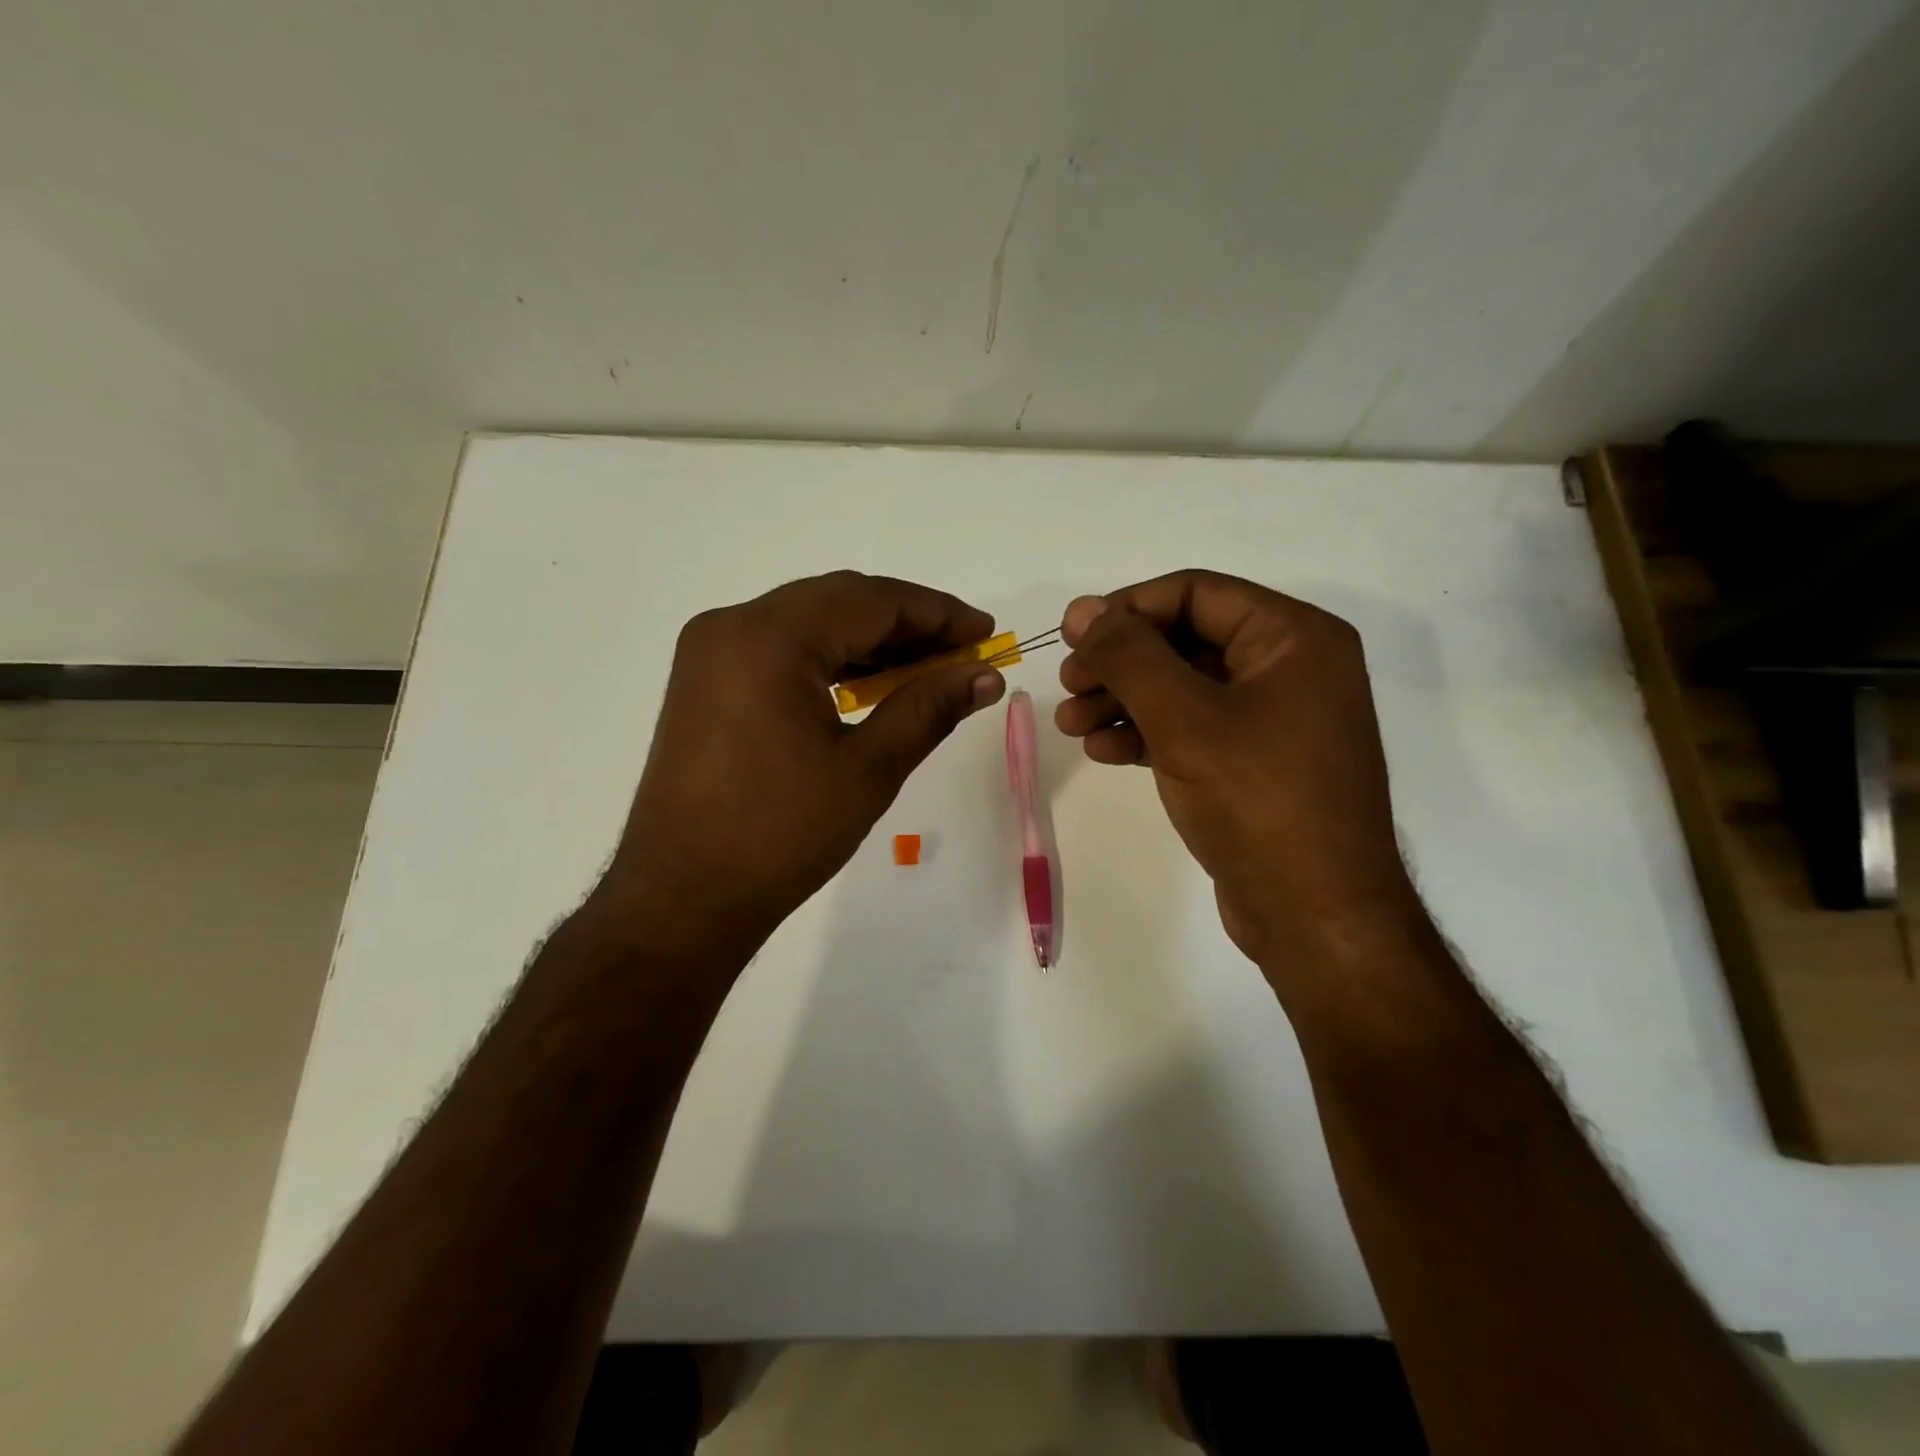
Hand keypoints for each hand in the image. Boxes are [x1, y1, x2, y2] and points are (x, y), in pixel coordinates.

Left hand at [599, 571, 1005, 966]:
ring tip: (927, 668)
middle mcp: (733, 625)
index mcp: (770, 638)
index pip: (871, 600)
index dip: (937, 612)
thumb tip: (986, 676)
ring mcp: (711, 651)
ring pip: (809, 621)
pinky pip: (781, 647)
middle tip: (963, 651)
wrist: (684, 896)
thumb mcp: (869, 768)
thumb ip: (929, 707)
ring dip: (870, 639)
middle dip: (907, 622)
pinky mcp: (705, 679)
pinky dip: (830, 657)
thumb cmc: (781, 834)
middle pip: (838, 600)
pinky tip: (869, 683)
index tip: (986, 632)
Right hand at [1054, 570, 1421, 979]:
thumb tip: (1083, 609)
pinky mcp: (1255, 762)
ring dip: (1123, 699)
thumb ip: (1130, 656)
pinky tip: (1103, 750)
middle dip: (1120, 662)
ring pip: (1183, 687)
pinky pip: (1193, 728)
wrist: (1315, 916)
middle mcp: (1291, 667)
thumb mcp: (1185, 720)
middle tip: (1067, 684)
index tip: (1072, 636)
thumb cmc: (1258, 802)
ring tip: (1070, 724)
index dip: (1128, 609)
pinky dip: (1146, 733)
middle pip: (1185, 640)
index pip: (1196, 593)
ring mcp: (1274, 718)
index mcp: (1294, 638)